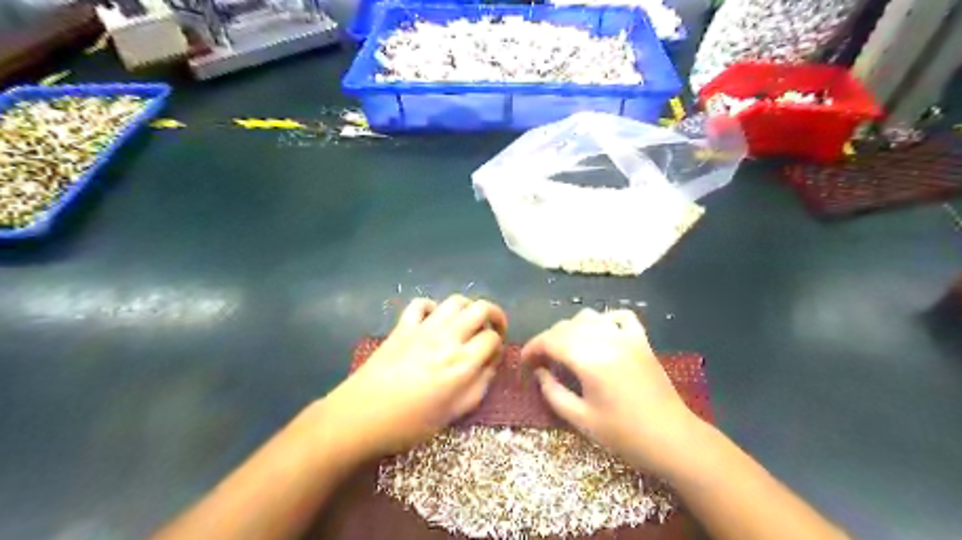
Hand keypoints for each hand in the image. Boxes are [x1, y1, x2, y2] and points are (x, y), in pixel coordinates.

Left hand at [320, 296, 506, 459]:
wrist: (360, 417)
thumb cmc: (411, 423)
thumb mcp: (454, 413)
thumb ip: (479, 385)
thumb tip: (490, 364)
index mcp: (463, 362)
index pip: (492, 338)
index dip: (498, 346)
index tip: (492, 358)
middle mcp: (448, 337)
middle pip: (481, 309)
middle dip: (495, 316)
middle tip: (494, 329)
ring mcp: (423, 328)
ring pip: (455, 301)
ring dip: (468, 308)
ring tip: (467, 323)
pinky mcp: (402, 326)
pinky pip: (421, 304)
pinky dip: (433, 307)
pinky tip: (434, 321)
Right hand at [522, 310, 703, 473]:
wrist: (673, 439)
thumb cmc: (624, 435)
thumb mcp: (581, 419)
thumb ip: (553, 393)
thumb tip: (539, 372)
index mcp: (589, 359)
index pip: (550, 341)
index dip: (532, 349)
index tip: (523, 363)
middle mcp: (605, 339)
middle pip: (565, 327)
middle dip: (547, 341)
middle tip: (541, 363)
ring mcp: (626, 336)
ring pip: (588, 316)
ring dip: (571, 329)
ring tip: (567, 350)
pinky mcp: (641, 340)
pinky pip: (619, 316)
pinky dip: (603, 319)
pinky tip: (599, 335)